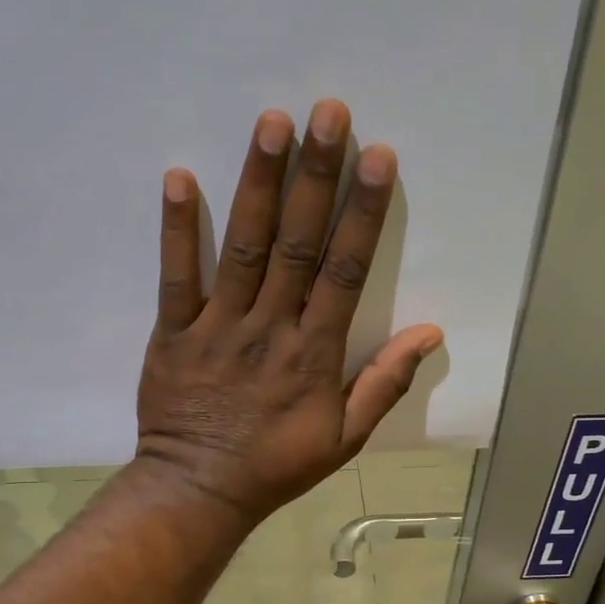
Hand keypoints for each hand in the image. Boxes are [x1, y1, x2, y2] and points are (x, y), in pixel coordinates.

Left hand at [134, 100, 443, 524]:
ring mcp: (218, 328)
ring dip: (257, 184)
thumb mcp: (345, 438)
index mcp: (314, 354)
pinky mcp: (173, 333)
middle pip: (296, 244)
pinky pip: (175, 276)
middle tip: (328, 113)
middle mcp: (269, 328)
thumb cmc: (276, 465)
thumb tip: (431, 332)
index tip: (378, 158)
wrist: (200, 490)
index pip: (345, 272)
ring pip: (242, 248)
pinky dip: (176, 229)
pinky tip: (178, 177)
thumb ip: (384, 384)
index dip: (363, 214)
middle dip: (315, 177)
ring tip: (272, 123)